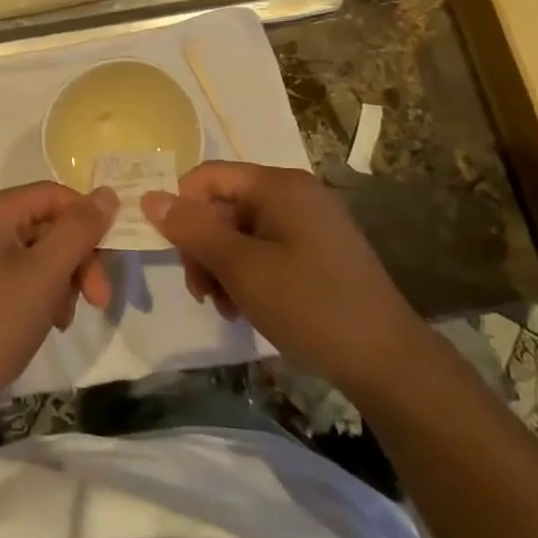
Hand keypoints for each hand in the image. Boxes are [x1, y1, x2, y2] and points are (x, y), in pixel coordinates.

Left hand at [0, 183, 117, 411]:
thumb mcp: (45, 274)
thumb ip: (79, 230)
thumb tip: (107, 193)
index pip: (52, 195)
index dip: (87, 220)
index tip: (112, 259)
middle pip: (44, 225)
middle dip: (76, 260)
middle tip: (99, 300)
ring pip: (35, 254)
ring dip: (61, 281)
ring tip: (63, 319)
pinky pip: (17, 277)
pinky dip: (39, 295)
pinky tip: (48, 324)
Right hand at [143, 161, 422, 390]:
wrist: (388, 361)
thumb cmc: (310, 306)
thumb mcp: (242, 269)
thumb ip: (193, 230)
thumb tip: (149, 197)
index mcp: (279, 185)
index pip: (208, 176)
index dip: (182, 208)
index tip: (174, 253)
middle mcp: (296, 193)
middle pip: (224, 204)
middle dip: (204, 246)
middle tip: (201, 292)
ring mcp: (311, 222)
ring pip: (242, 231)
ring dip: (222, 266)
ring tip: (225, 307)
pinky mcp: (320, 250)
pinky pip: (267, 248)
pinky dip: (249, 273)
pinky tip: (247, 307)